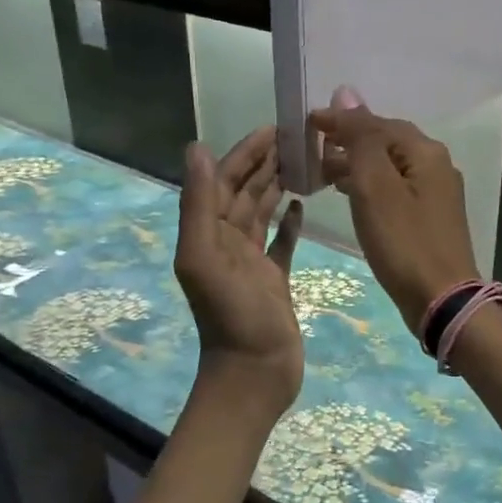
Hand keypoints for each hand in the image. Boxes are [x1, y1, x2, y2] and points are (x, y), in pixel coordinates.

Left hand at [174, 126, 304, 414]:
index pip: (226, 181)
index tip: (273, 128)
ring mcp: (251, 262)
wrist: (254, 374)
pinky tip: (301, 205)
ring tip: (303, 162)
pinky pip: (281, 243)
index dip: (245, 152)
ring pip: (263, 212)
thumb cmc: (232, 316)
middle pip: (245, 191)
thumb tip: (198, 148)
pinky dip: (289, 223)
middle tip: (297, 137)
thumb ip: (199, 204)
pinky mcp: (274, 279)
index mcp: (208, 234)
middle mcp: (227, 242)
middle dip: (266, 162)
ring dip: (278, 186)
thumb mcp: (205, 257)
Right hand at [310, 91, 479, 332]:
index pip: (376, 122)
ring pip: (389, 165)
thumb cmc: (404, 241)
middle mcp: (435, 164)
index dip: (340, 121)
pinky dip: (369, 185)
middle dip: (348, 141)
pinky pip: (394, 187)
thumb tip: (345, 92)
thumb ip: (360, 138)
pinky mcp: (430, 216)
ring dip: (356, 164)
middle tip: (310, 150)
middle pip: (385, 141)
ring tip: (322, 172)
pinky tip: (350, 195)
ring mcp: (436, 191)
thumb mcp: (375, 185)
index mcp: (425, 151)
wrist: (441, 299)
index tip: (305, 124)